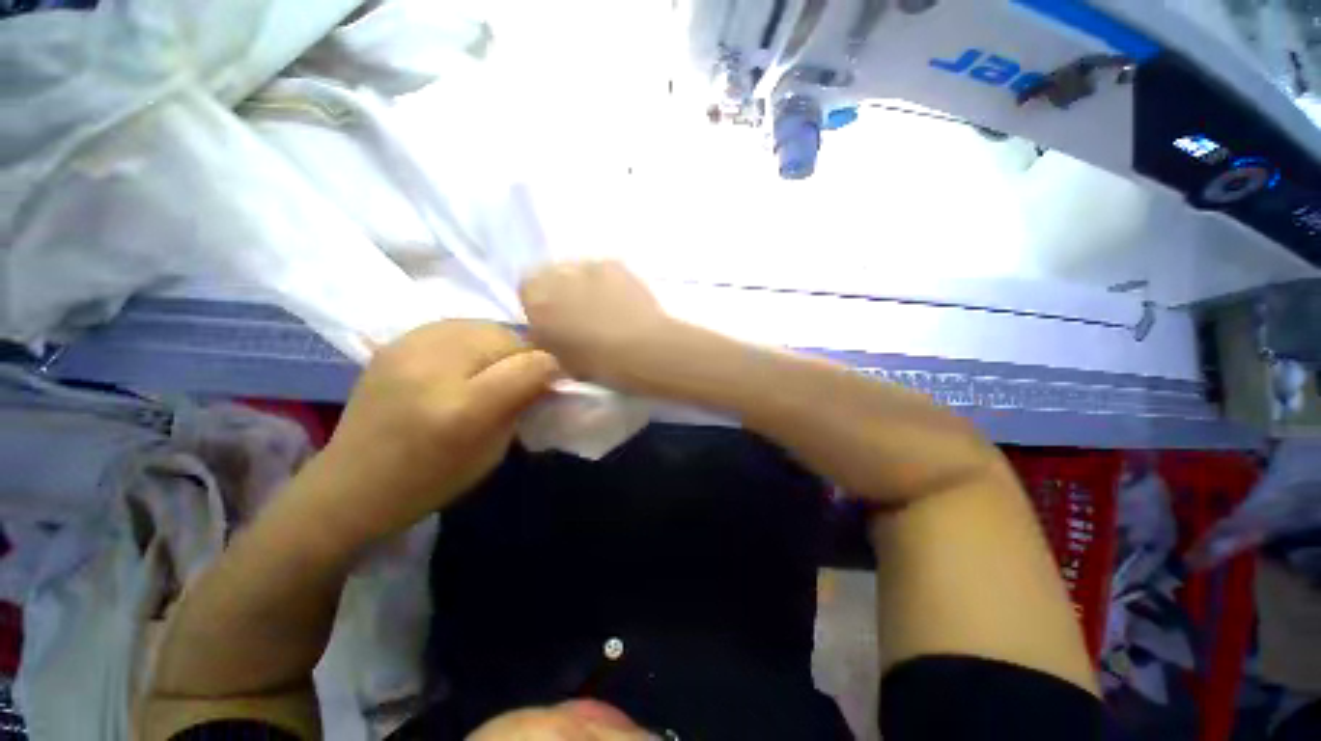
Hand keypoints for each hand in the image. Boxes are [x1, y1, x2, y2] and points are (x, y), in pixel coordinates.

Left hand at [311, 321, 558, 545]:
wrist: (351, 483)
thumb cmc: (430, 480)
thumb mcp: (493, 451)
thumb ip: (523, 405)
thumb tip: (546, 375)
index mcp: (464, 407)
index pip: (530, 365)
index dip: (549, 371)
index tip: (551, 383)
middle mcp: (436, 367)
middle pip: (508, 337)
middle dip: (524, 357)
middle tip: (519, 378)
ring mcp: (409, 348)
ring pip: (484, 325)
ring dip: (499, 346)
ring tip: (491, 369)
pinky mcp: (396, 341)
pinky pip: (456, 325)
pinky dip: (472, 340)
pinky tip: (464, 362)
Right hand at [520, 261, 673, 385]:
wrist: (642, 348)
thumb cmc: (598, 363)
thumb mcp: (563, 362)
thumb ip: (550, 343)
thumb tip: (551, 335)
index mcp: (536, 300)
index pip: (526, 290)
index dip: (540, 305)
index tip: (554, 322)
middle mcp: (556, 275)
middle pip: (551, 275)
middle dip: (561, 291)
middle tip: (579, 314)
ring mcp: (587, 265)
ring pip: (577, 271)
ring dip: (584, 285)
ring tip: (605, 307)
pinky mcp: (615, 263)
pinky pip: (603, 270)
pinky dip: (608, 282)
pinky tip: (623, 301)